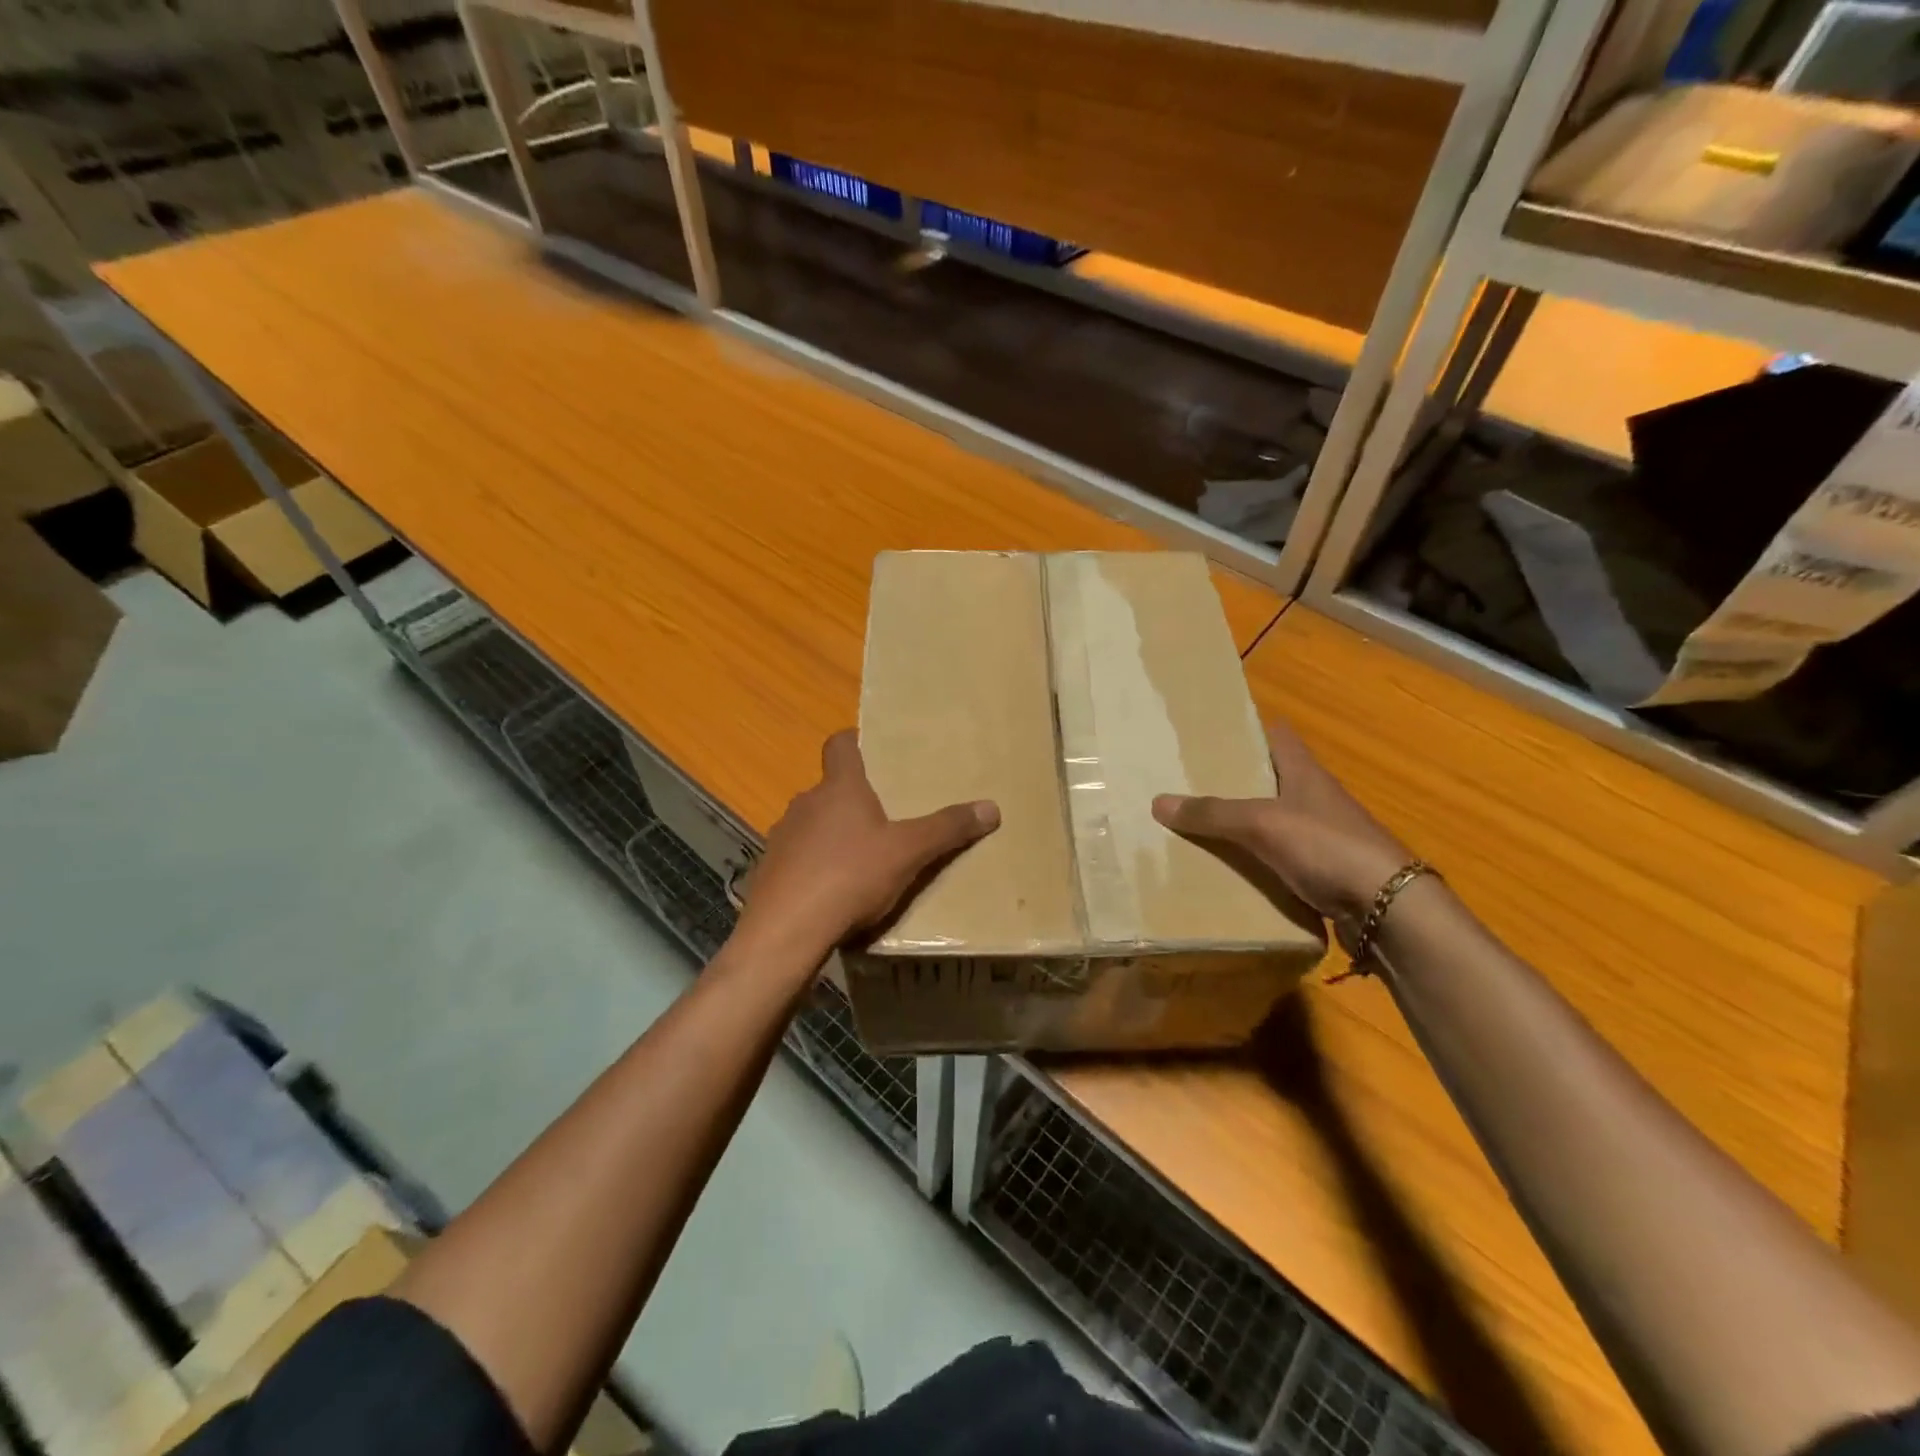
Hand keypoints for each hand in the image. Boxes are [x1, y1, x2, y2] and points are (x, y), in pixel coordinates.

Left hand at [734, 731, 999, 962]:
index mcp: (839, 788)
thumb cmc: (850, 876)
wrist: (785, 931)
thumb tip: (992, 807)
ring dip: (832, 836)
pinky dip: (814, 868)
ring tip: (860, 862)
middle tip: (883, 819)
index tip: (870, 748)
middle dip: (854, 801)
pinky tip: (831, 894)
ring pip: (812, 826)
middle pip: (830, 790)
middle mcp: (805, 804)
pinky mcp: (768, 871)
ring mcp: (781, 838)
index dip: (854, 741)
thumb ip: (947, 829)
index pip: (840, 745)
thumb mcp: (909, 852)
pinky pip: (797, 860)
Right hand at [1152, 716, 1413, 938]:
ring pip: (1273, 822)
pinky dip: (1255, 862)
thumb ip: (1212, 814)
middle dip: (1234, 782)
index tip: (1212, 735)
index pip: (1278, 737)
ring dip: (1242, 825)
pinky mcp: (1323, 872)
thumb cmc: (1327, 846)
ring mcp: (1322, 837)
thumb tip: (1158, 802)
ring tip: (1196, 827)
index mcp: (1305, 773)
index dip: (1248, 731)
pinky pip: (1279, 860)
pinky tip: (1227, 870)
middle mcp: (1315, 799)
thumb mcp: (1262, 824)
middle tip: (1188, 783)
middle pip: (1270, 781)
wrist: (1387, 909)